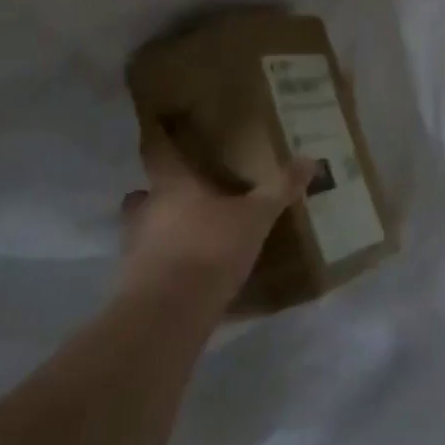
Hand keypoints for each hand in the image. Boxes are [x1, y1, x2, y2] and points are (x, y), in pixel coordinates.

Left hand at [120, 117, 308, 305]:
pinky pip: (150, 264)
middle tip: (190, 193)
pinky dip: (166, 264)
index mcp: (170, 184)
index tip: (163, 129)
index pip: (155, 150)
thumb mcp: (255, 217)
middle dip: (163, 192)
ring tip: (193, 234)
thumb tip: (310, 160)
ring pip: (145, 228)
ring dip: (163, 229)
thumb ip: (279, 189)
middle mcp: (145, 209)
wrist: (168, 315)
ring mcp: (134, 248)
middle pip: (145, 192)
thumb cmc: (209, 249)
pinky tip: (190, 272)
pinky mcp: (134, 284)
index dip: (158, 138)